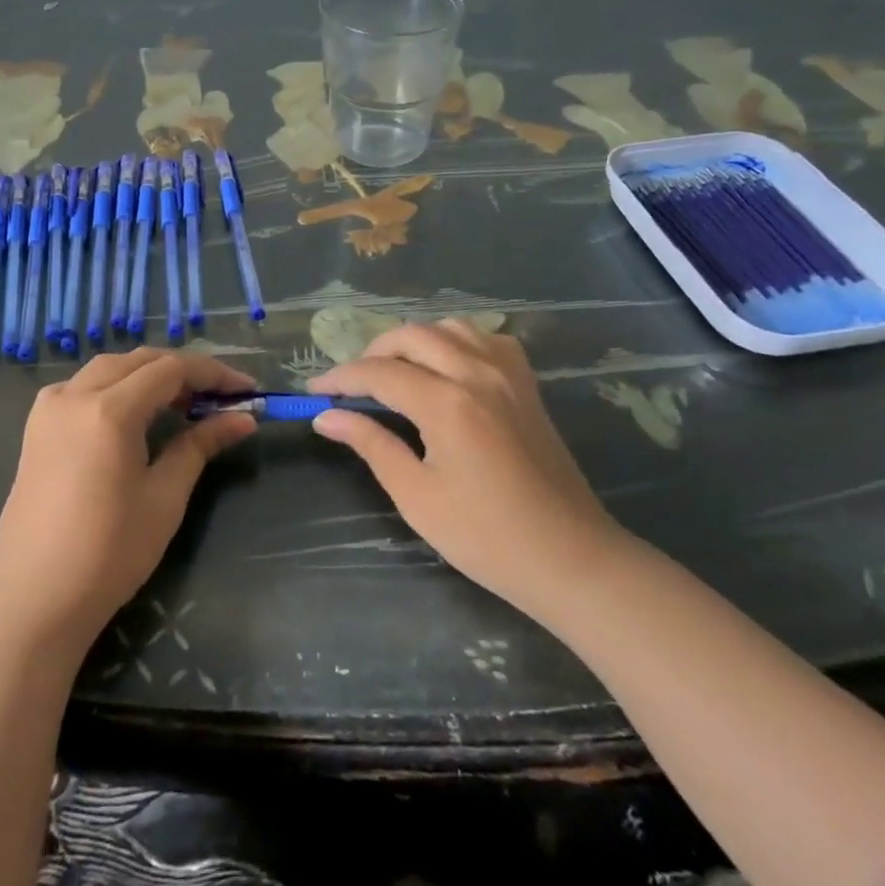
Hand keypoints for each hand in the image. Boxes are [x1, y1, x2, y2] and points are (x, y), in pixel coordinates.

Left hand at [0, 349, 256, 651]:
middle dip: (183, 371)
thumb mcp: (164, 497)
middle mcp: (76, 395)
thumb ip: (201, 445)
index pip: (171, 369)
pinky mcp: (36, 428)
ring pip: (109, 368)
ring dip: (148, 375)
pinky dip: (115, 386)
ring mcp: (50, 409)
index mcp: (109, 410)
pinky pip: (82, 387)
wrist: (31, 603)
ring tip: (181, 404)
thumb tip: (243, 419)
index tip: (247, 389)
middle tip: (219, 398)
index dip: (213, 374)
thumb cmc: (107, 554)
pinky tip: (131, 414)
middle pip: (140, 361)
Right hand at [310, 322, 623, 622]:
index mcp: (446, 403)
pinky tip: (449, 368)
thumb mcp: (417, 496)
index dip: (341, 378)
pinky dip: (457, 342)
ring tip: (396, 371)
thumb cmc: (486, 537)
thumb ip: (371, 445)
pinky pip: (486, 339)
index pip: (379, 372)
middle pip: (411, 336)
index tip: (315, 391)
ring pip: (449, 327)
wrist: (569, 557)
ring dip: (414, 341)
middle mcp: (476, 372)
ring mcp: (507, 373)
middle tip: (353, 385)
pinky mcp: (526, 384)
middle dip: (373, 353)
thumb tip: (326, 417)